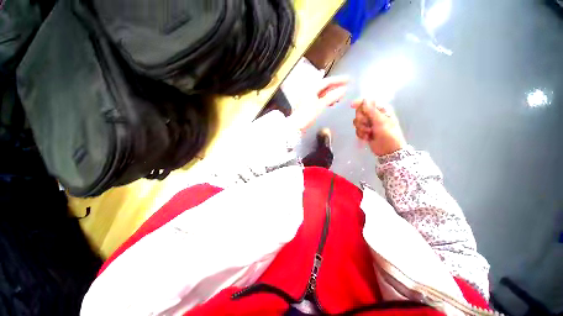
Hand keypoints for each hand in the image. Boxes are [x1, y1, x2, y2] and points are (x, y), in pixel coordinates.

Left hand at [289, 76, 347, 131]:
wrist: (296, 125)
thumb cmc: (307, 115)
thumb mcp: (320, 105)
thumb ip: (332, 97)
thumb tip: (344, 90)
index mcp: (311, 89)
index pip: (327, 81)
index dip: (338, 80)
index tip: (348, 79)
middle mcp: (309, 91)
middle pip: (325, 86)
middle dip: (336, 87)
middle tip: (346, 87)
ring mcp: (308, 97)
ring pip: (323, 93)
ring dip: (332, 93)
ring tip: (341, 96)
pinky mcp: (309, 104)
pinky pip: (320, 98)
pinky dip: (327, 99)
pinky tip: (332, 102)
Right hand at [352, 100, 406, 155]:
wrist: (388, 150)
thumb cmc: (388, 134)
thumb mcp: (381, 121)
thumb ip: (371, 111)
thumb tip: (364, 100)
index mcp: (381, 110)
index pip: (367, 102)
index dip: (359, 103)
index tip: (351, 106)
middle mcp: (374, 115)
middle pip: (359, 112)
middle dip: (361, 120)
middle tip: (367, 125)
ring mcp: (369, 124)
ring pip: (357, 122)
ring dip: (361, 129)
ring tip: (368, 133)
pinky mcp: (365, 131)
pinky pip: (357, 130)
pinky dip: (361, 134)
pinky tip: (367, 138)